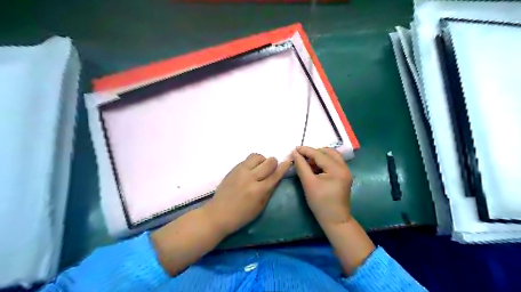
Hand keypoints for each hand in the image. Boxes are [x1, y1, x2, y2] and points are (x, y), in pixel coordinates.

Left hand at [205, 154, 291, 235]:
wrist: (217, 214)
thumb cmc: (241, 216)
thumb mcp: (259, 207)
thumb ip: (269, 191)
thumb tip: (277, 178)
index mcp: (259, 190)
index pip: (275, 174)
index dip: (284, 166)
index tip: (289, 160)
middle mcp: (250, 177)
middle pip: (268, 161)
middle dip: (273, 163)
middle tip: (271, 169)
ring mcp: (240, 171)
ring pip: (257, 156)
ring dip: (262, 161)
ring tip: (259, 169)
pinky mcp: (233, 169)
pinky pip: (247, 160)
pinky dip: (252, 163)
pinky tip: (249, 171)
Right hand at [292, 148, 354, 226]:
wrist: (335, 220)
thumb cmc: (320, 203)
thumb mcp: (308, 183)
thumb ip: (301, 166)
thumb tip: (295, 153)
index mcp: (337, 169)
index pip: (319, 154)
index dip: (306, 150)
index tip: (294, 148)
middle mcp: (344, 167)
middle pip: (329, 152)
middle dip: (314, 152)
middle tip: (302, 156)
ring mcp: (346, 172)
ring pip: (332, 157)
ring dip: (319, 157)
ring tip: (307, 163)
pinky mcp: (344, 176)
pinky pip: (333, 163)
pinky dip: (324, 162)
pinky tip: (315, 168)